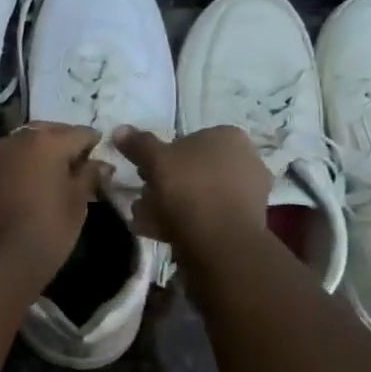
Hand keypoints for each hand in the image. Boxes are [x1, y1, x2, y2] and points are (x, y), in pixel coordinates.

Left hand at [0, 123, 109, 290]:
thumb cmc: (47, 229)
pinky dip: (25, 164)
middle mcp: (17, 139)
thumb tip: (101, 164)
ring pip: (26, 144)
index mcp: (46, 141)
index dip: (94, 142)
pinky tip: (34, 183)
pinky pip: (11, 160)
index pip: (79, 133)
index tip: (102, 155)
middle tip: (81, 163)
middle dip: (66, 143)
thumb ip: (89, 175)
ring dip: (42, 152)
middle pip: (49, 132)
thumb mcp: (77, 203)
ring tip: (58, 174)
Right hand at [113, 125, 270, 248]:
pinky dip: (189, 222)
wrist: (221, 242)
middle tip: (145, 200)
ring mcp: (251, 192)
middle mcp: (246, 159)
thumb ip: (138, 144)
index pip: (186, 142)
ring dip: (173, 206)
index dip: (161, 158)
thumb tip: (120, 130)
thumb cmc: (189, 190)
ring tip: (149, 221)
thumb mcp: (155, 161)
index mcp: (228, 136)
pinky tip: (166, 234)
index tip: (145, 174)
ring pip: (199, 194)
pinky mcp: (248, 222)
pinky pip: (210, 215)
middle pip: (193, 170)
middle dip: (166, 185)